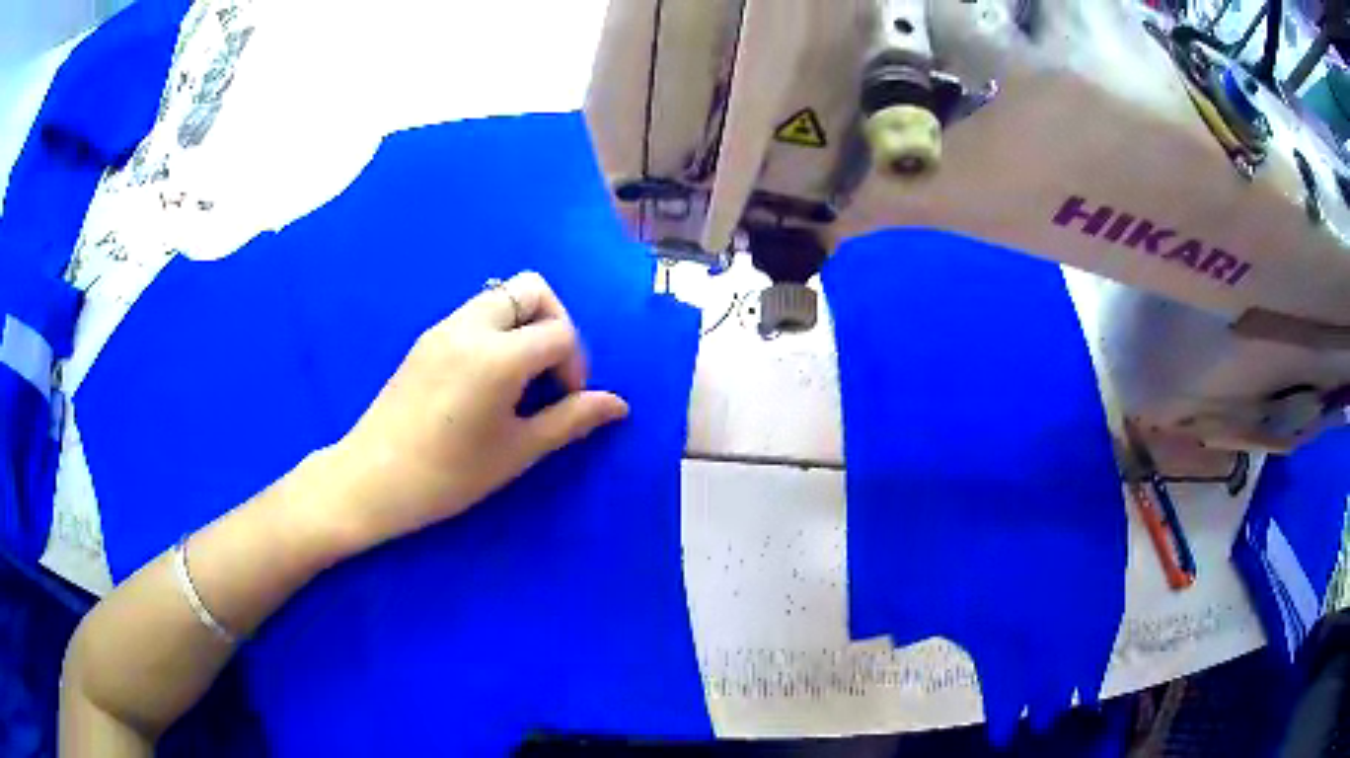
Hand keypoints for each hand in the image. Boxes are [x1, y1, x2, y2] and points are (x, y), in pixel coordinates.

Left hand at [315, 271, 629, 555]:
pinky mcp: (426, 338)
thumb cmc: (448, 475)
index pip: (559, 333)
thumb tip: (618, 404)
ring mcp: (444, 327)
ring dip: (524, 326)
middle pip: (532, 289)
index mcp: (497, 355)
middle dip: (554, 324)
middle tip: (548, 374)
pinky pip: (475, 314)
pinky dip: (497, 332)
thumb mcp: (516, 451)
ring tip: (519, 380)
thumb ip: (571, 420)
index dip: (575, 366)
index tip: (564, 403)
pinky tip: (488, 381)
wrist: (372, 479)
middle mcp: (471, 325)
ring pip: (501, 296)